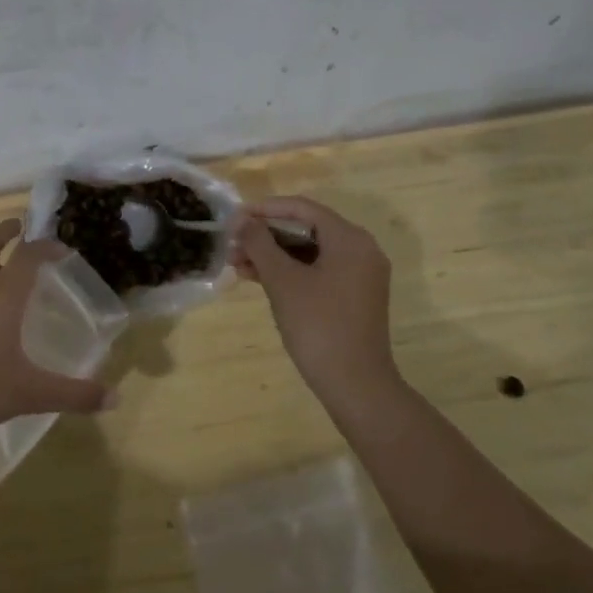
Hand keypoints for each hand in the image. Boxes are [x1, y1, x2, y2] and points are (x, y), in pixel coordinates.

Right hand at [233, 197, 398, 396]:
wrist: (355, 384)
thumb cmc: (318, 325)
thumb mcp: (282, 280)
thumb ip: (260, 244)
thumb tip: (241, 220)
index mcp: (349, 239)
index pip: (303, 208)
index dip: (265, 209)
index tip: (235, 217)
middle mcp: (360, 250)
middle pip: (307, 229)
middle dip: (266, 235)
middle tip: (232, 244)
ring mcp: (359, 275)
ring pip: (309, 252)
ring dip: (273, 255)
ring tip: (237, 264)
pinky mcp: (353, 297)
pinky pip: (317, 272)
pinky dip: (289, 272)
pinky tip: (258, 279)